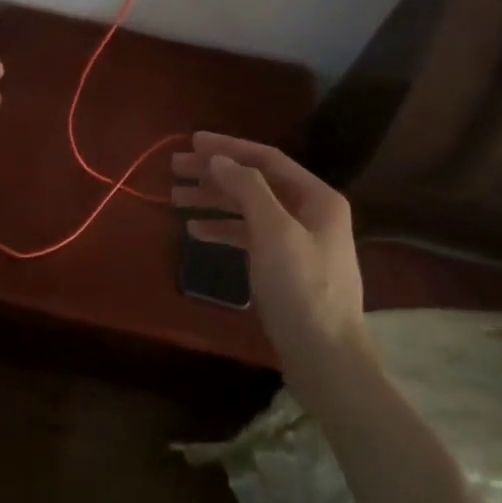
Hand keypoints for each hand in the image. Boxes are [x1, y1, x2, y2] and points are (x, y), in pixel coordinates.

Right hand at [171, 132, 368, 404]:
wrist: (327, 360)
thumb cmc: (302, 290)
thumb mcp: (274, 233)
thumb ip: (247, 189)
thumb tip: (218, 159)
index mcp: (317, 198)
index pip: (266, 159)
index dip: (228, 148)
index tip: (191, 142)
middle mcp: (309, 212)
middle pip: (254, 182)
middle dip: (214, 173)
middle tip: (174, 168)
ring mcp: (297, 240)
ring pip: (248, 208)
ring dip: (213, 200)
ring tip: (175, 197)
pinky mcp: (284, 267)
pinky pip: (248, 235)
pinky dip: (222, 229)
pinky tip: (195, 231)